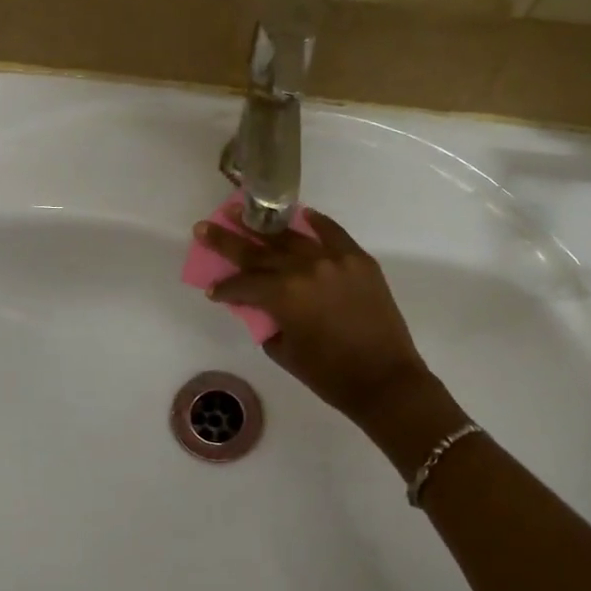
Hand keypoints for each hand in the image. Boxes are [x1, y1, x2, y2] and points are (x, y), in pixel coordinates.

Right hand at [193, 211, 431, 426]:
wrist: (385, 380)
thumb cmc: (330, 375)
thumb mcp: (284, 351)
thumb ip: (266, 321)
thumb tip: (259, 303)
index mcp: (284, 295)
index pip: (244, 283)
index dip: (225, 288)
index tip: (213, 291)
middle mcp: (306, 268)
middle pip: (259, 251)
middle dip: (228, 241)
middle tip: (204, 227)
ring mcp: (335, 260)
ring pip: (292, 237)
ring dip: (263, 225)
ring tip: (241, 210)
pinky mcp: (358, 260)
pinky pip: (333, 233)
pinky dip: (316, 223)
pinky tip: (300, 214)